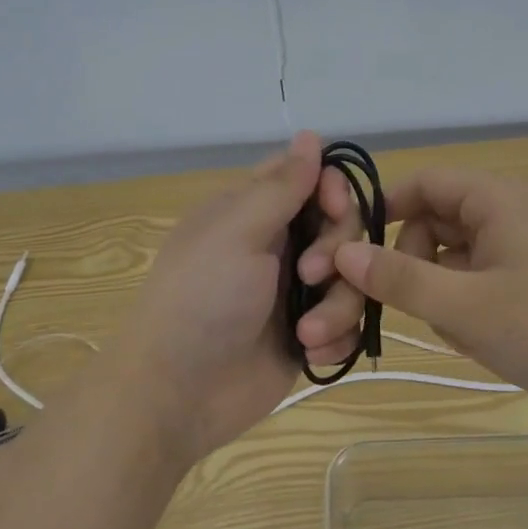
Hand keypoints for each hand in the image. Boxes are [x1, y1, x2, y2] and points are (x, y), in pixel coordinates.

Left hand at [110, 131, 343, 462]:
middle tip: (309, 276)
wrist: (176, 394)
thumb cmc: (201, 299)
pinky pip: (347, 324)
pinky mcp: (306, 336)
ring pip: (351, 279)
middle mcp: (277, 246)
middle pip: (341, 228)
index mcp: (253, 212)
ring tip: (306, 334)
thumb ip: (281, 185)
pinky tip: (311, 352)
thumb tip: (310, 134)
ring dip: (337, 305)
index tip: (334, 210)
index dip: (332, 189)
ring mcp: (294, 293)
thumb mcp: (237, 232)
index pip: (310, 178)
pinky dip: (336, 338)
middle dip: (336, 252)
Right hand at [331, 167, 527, 411]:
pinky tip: (484, 335)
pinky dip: (472, 297)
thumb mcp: (464, 307)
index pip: (422, 183)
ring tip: (459, 331)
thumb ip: (398, 279)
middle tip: (416, 307)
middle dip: (416, 261)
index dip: (383, 210)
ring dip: (444, 286)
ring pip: (461, 251)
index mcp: (496, 197)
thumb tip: (342, 252)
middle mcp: (514, 206)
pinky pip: (488, 270)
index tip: (354, 251)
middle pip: (439, 218)